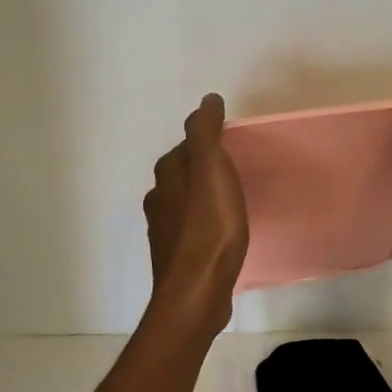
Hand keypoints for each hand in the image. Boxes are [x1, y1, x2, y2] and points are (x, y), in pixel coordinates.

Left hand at [144, 93, 248, 333]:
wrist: (197, 291)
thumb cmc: (209, 228)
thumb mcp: (211, 170)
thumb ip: (206, 133)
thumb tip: (207, 100)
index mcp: (167, 178)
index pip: (183, 149)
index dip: (203, 144)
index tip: (227, 145)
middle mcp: (160, 202)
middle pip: (180, 178)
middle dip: (200, 171)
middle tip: (230, 172)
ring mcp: (166, 234)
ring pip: (183, 206)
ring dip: (201, 200)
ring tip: (228, 203)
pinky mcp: (178, 260)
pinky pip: (191, 233)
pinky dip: (203, 227)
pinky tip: (220, 236)